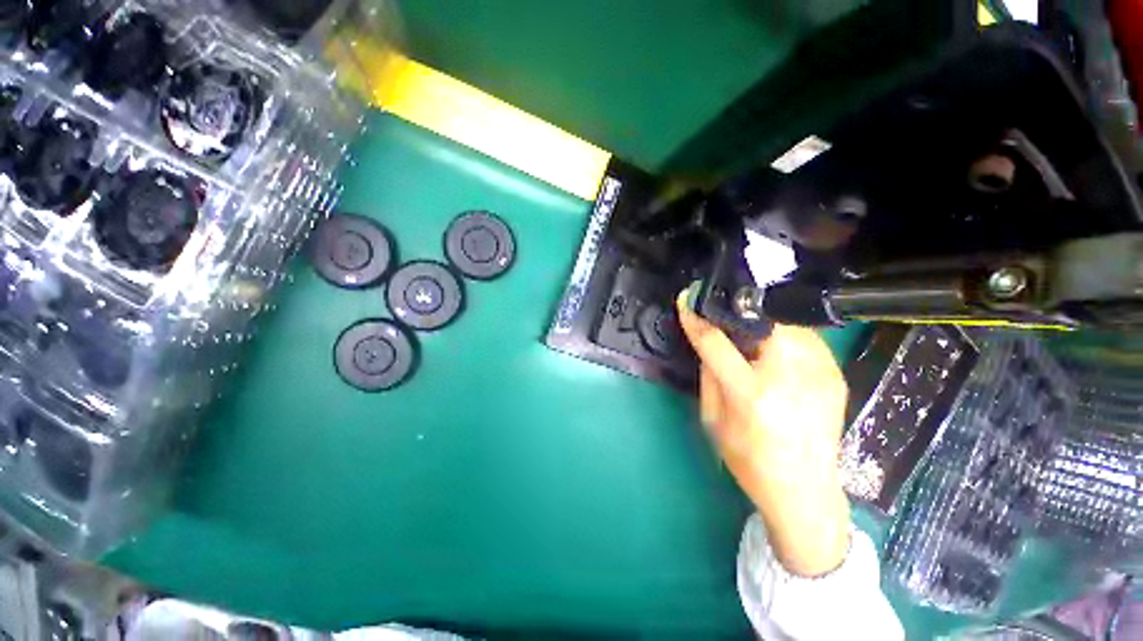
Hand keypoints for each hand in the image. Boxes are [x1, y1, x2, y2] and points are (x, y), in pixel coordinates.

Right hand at [676, 292, 850, 576]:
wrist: (805, 491)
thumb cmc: (748, 460)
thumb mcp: (713, 419)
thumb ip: (710, 374)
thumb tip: (708, 340)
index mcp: (751, 394)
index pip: (716, 342)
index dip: (697, 317)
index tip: (686, 299)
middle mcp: (789, 377)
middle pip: (762, 320)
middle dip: (737, 311)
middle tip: (722, 314)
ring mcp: (820, 373)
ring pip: (786, 323)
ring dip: (762, 322)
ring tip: (749, 333)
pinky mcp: (836, 374)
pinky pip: (804, 338)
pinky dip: (784, 335)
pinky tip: (775, 350)